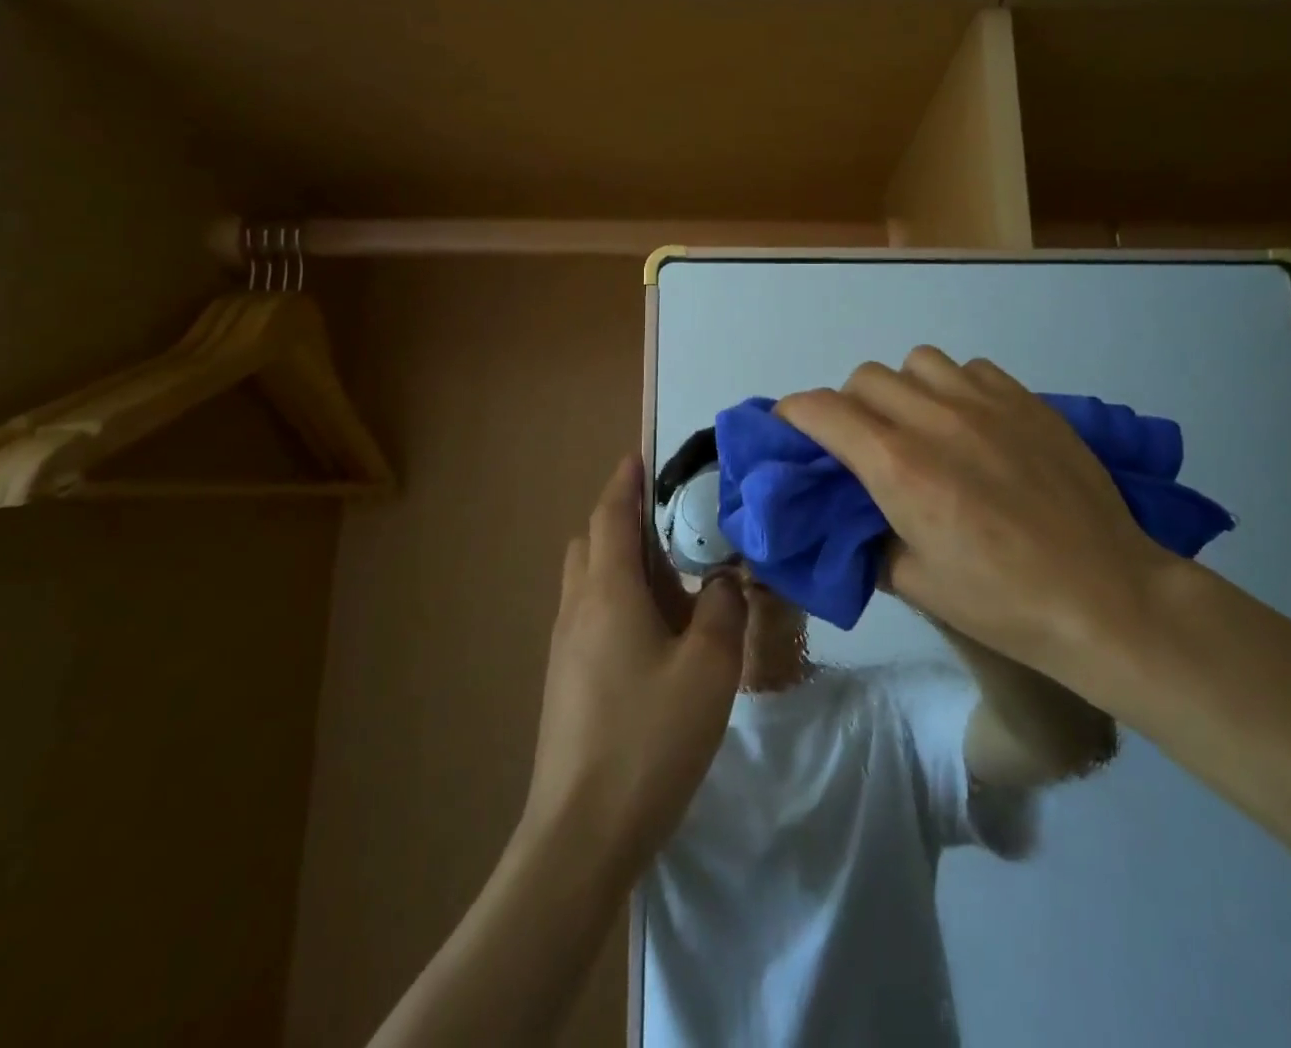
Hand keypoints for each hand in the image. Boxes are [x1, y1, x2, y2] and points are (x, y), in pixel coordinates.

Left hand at [519, 455, 746, 872]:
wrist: (580, 835)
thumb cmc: (648, 738)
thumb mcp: (708, 669)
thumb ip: (723, 611)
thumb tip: (725, 581)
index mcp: (607, 593)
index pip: (610, 516)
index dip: (625, 482)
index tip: (641, 456)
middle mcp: (577, 609)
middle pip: (591, 543)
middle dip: (624, 522)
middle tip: (673, 526)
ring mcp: (564, 648)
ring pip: (589, 582)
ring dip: (623, 565)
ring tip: (676, 582)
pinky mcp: (565, 681)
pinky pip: (591, 616)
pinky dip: (619, 601)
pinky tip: (658, 636)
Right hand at [776, 348, 1178, 697]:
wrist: (1105, 595)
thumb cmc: (1004, 602)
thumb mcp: (916, 583)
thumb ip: (870, 539)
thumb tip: (855, 517)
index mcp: (899, 467)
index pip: (822, 410)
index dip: (793, 414)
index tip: (792, 430)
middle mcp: (935, 419)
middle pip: (863, 377)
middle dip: (847, 406)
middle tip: (862, 444)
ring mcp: (985, 402)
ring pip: (916, 362)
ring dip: (902, 390)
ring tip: (918, 427)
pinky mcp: (1026, 400)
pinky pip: (970, 369)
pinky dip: (953, 388)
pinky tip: (971, 424)